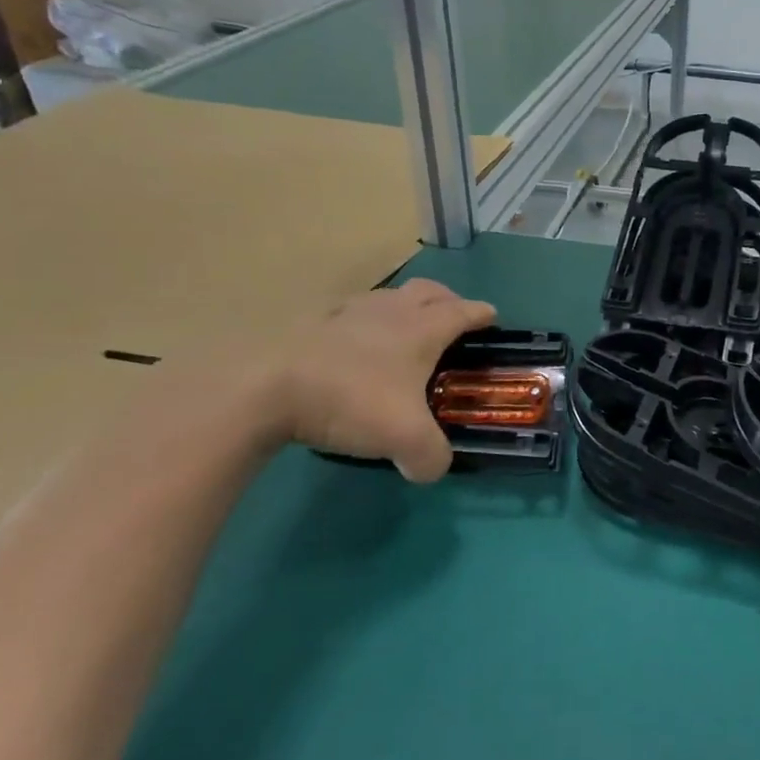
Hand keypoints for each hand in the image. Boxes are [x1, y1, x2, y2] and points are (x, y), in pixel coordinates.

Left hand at [268, 278, 495, 480]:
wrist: (268, 389)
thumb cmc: (351, 402)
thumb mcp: (405, 440)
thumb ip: (431, 457)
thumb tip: (431, 468)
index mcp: (421, 330)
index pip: (463, 312)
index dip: (481, 314)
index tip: (491, 318)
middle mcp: (390, 312)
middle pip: (428, 291)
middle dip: (447, 300)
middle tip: (453, 319)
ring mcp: (349, 312)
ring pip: (388, 297)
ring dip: (405, 307)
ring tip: (404, 332)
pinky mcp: (313, 323)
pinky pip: (350, 313)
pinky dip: (364, 322)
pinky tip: (355, 345)